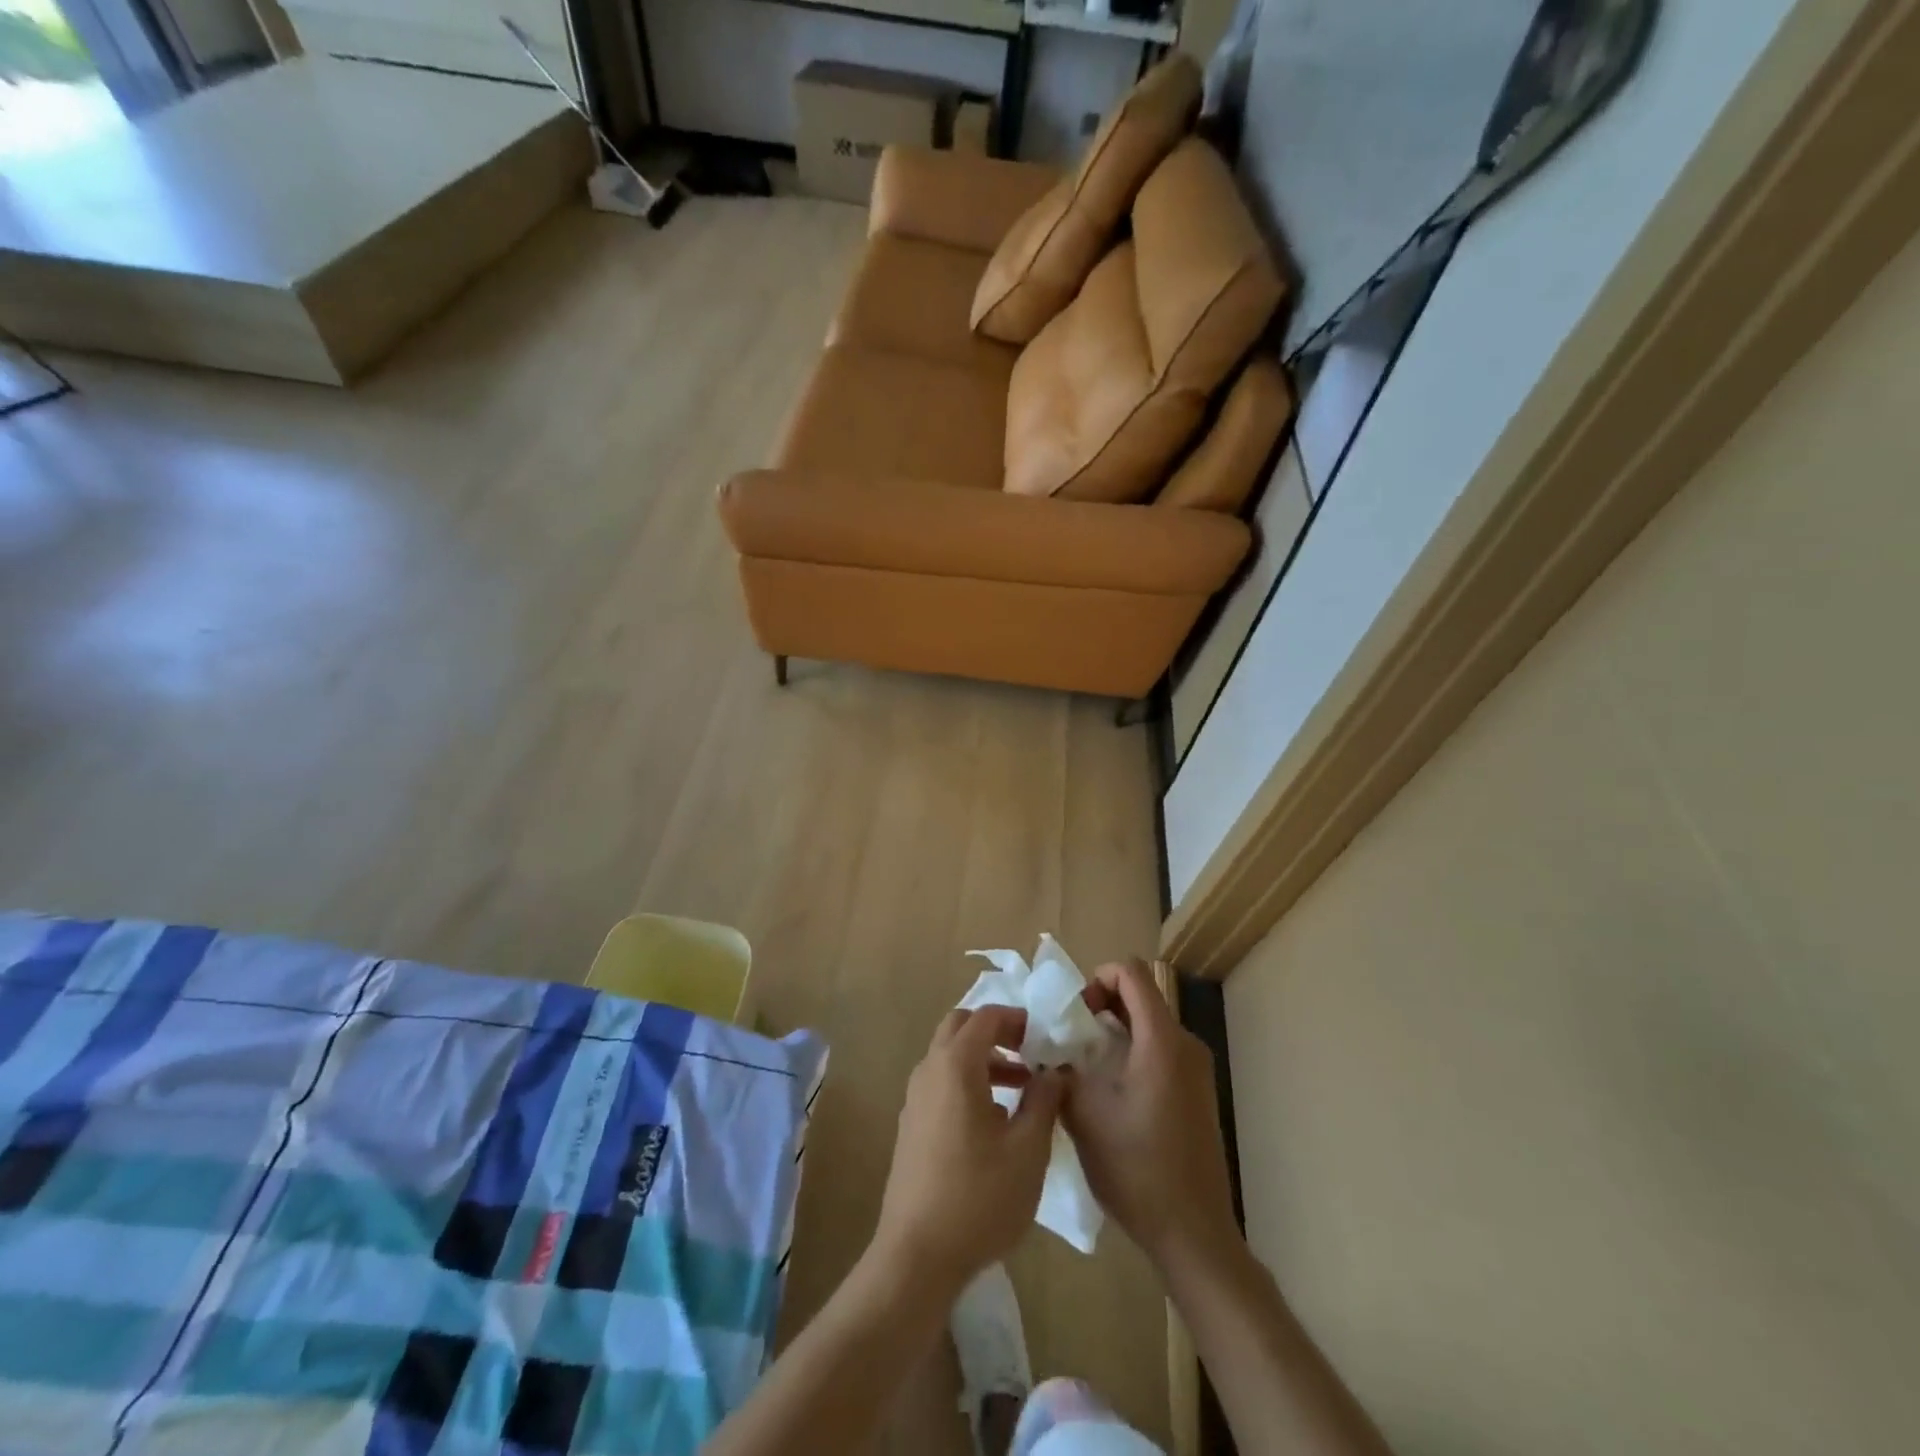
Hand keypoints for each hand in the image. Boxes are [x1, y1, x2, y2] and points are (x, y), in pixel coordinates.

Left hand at [871, 1005, 1065, 1294]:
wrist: (917, 1255)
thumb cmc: (979, 1197)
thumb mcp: (1027, 1150)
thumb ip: (1044, 1101)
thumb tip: (1055, 1071)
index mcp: (955, 1065)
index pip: (986, 1016)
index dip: (1017, 1019)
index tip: (1044, 1036)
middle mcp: (929, 1070)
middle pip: (960, 1027)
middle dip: (996, 1032)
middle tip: (1030, 1052)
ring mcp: (915, 1098)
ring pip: (949, 1056)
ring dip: (983, 1059)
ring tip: (1022, 1088)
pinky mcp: (911, 1125)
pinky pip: (941, 1083)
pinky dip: (968, 1081)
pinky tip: (994, 1121)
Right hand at [1064, 959, 1237, 1272]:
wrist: (1193, 1233)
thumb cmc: (1137, 1168)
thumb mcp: (1085, 1114)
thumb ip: (1061, 1069)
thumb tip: (1047, 1051)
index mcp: (1161, 1040)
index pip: (1131, 972)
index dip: (1097, 978)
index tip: (1075, 1013)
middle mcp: (1185, 1044)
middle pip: (1141, 996)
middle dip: (1101, 1006)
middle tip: (1072, 1041)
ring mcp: (1196, 1069)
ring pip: (1149, 1025)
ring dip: (1115, 1032)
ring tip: (1085, 1068)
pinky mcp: (1198, 1092)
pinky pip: (1160, 1050)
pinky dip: (1132, 1053)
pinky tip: (1111, 1093)